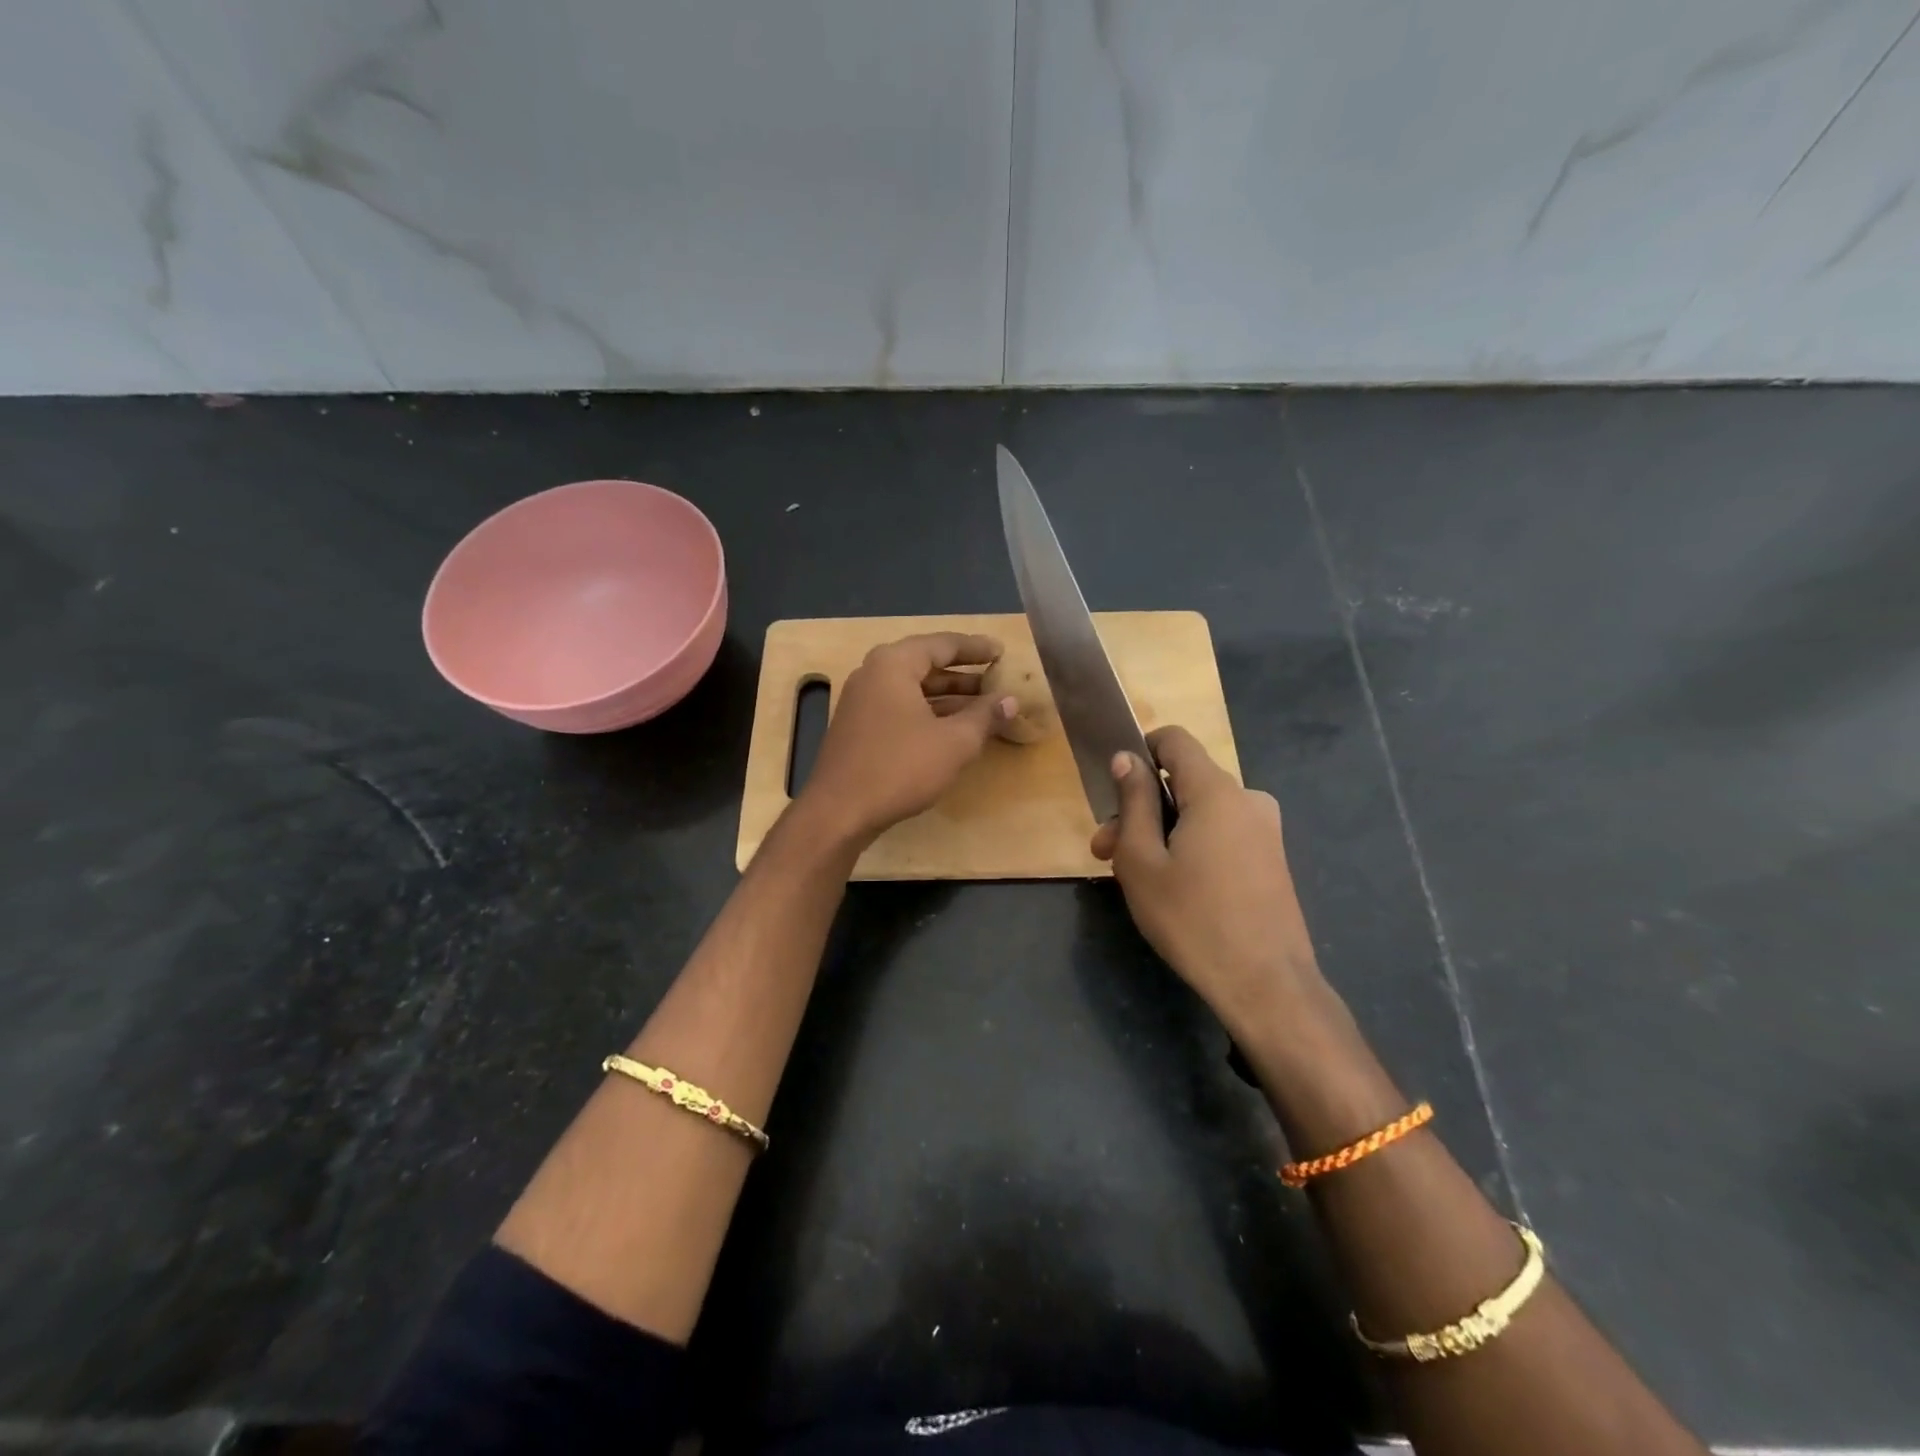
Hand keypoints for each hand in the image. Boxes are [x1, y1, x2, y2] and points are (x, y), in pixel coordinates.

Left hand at [797, 632, 1016, 845]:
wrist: (839, 812)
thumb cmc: (899, 768)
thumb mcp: (954, 743)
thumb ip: (984, 716)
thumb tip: (1010, 700)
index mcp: (893, 664)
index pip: (942, 644)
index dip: (976, 648)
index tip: (1002, 652)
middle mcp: (873, 674)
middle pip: (925, 664)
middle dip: (963, 674)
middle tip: (996, 680)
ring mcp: (862, 701)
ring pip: (913, 689)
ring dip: (948, 696)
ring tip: (983, 706)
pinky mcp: (858, 727)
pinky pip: (900, 707)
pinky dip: (928, 712)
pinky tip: (952, 729)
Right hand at [1090, 726, 1323, 1039]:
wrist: (1266, 985)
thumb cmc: (1192, 919)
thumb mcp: (1142, 860)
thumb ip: (1133, 802)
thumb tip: (1126, 758)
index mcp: (1216, 790)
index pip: (1174, 740)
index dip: (1139, 752)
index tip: (1114, 790)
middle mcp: (1247, 798)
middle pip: (1183, 782)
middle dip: (1140, 809)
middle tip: (1105, 853)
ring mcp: (1265, 829)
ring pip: (1200, 811)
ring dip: (1162, 832)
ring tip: (1134, 877)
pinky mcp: (1271, 858)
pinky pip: (1221, 833)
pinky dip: (1191, 846)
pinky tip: (1173, 888)